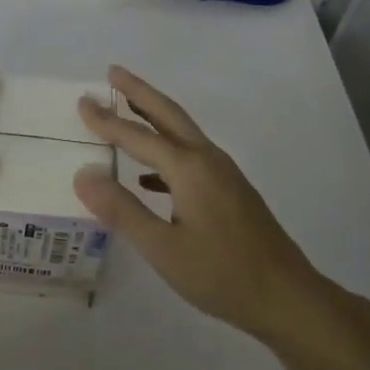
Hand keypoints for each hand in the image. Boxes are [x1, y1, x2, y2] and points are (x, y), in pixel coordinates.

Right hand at [74, 66, 323, 342]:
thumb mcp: (162, 248)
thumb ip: (121, 209)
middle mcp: (207, 159)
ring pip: (182, 132)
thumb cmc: (221, 274)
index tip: (82, 100)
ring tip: (127, 109)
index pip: (138, 136)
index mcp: (189, 168)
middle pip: (168, 114)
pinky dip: (165, 151)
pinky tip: (149, 178)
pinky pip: (190, 156)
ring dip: (153, 115)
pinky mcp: (230, 190)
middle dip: (139, 92)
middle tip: (112, 72)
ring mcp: (223, 173)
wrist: (287, 297)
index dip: (107, 120)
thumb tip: (83, 174)